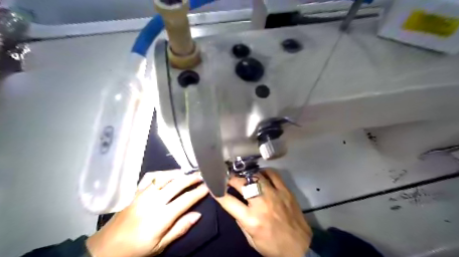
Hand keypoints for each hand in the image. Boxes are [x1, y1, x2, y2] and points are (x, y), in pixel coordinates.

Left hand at [85, 171, 207, 256]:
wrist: (105, 248)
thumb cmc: (135, 250)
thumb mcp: (160, 246)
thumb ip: (180, 228)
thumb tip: (198, 215)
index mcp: (160, 217)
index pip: (185, 200)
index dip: (199, 192)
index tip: (208, 187)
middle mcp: (152, 201)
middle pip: (177, 184)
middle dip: (192, 178)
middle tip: (202, 175)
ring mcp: (143, 194)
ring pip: (164, 177)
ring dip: (179, 173)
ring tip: (189, 172)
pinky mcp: (135, 192)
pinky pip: (150, 177)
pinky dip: (162, 173)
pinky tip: (168, 174)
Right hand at [216, 169, 311, 256]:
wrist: (301, 247)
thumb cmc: (273, 247)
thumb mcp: (251, 240)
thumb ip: (241, 221)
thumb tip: (234, 205)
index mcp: (251, 219)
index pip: (228, 201)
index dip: (218, 191)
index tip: (213, 185)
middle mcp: (261, 203)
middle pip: (240, 183)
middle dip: (231, 179)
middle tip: (228, 178)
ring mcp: (274, 194)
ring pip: (255, 176)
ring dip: (246, 175)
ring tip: (243, 176)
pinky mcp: (285, 191)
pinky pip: (273, 174)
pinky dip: (264, 172)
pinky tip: (260, 174)